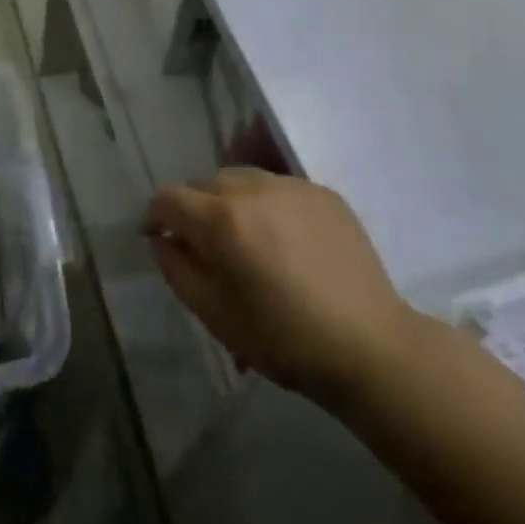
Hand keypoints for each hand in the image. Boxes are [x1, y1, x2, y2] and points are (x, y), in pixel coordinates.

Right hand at [142, 170, 417, 405]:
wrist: (369, 344)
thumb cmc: (282, 338)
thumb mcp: (213, 313)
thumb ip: (176, 268)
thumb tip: (164, 240)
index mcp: (221, 220)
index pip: (169, 198)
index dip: (155, 216)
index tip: (157, 238)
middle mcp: (254, 189)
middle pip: (205, 183)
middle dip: (193, 208)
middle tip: (203, 245)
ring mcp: (293, 187)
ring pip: (242, 179)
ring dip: (229, 201)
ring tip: (243, 237)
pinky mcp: (324, 193)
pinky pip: (278, 187)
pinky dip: (266, 204)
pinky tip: (282, 238)